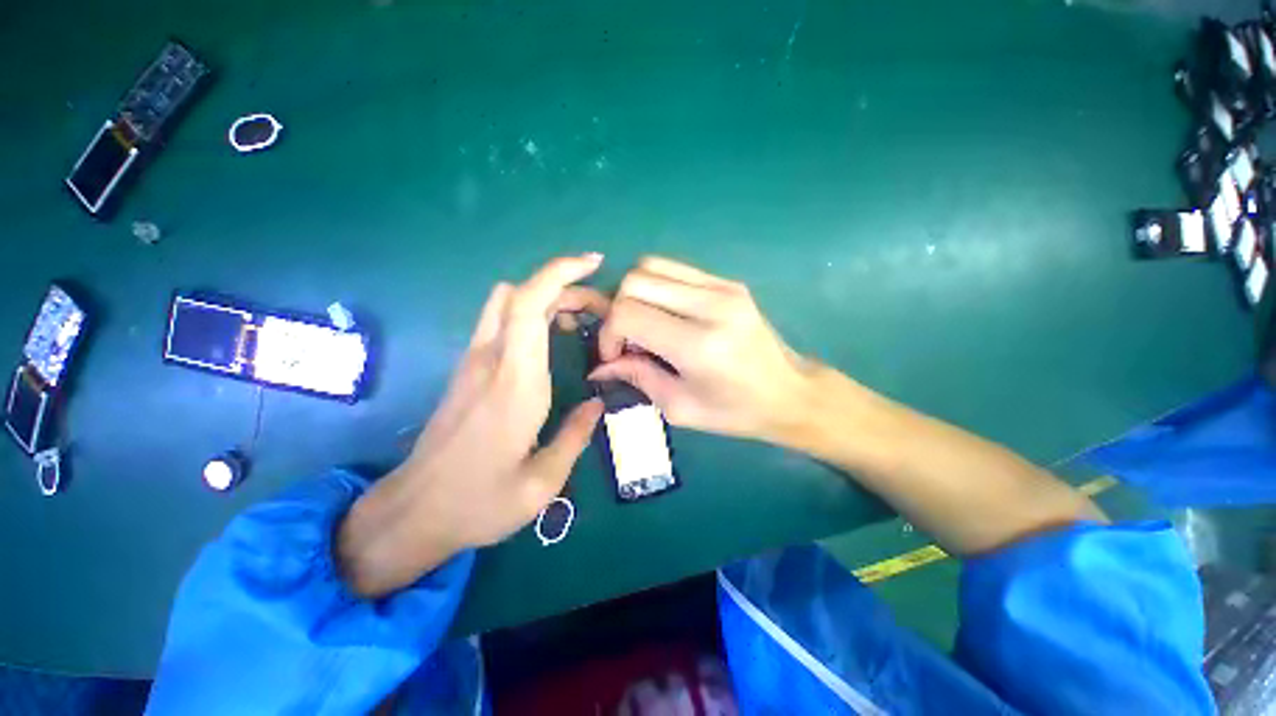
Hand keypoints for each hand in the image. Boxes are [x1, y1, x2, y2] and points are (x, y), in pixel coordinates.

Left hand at [339, 254, 607, 596]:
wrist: (414, 512)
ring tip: (577, 321)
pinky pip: (499, 322)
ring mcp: (473, 362)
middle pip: (519, 293)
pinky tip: (551, 341)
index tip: (595, 264)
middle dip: (562, 285)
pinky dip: (530, 315)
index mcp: (515, 382)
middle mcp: (490, 360)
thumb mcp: (543, 482)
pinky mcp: (467, 370)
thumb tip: (598, 404)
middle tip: (598, 309)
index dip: (562, 273)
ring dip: (544, 298)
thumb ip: (576, 436)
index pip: (530, 304)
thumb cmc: (480, 502)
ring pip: (505, 303)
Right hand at [589, 256, 813, 442]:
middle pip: (635, 281)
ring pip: (651, 266)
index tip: (614, 356)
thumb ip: (636, 377)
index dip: (608, 333)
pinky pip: (675, 269)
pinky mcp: (728, 282)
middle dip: (618, 310)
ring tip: (645, 325)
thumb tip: (600, 366)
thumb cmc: (735, 412)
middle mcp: (710, 305)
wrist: (790, 394)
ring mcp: (722, 287)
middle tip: (629, 341)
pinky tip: (666, 314)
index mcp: (698, 344)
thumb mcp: (679, 407)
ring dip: (635, 294)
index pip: (627, 313)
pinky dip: (657, 287)